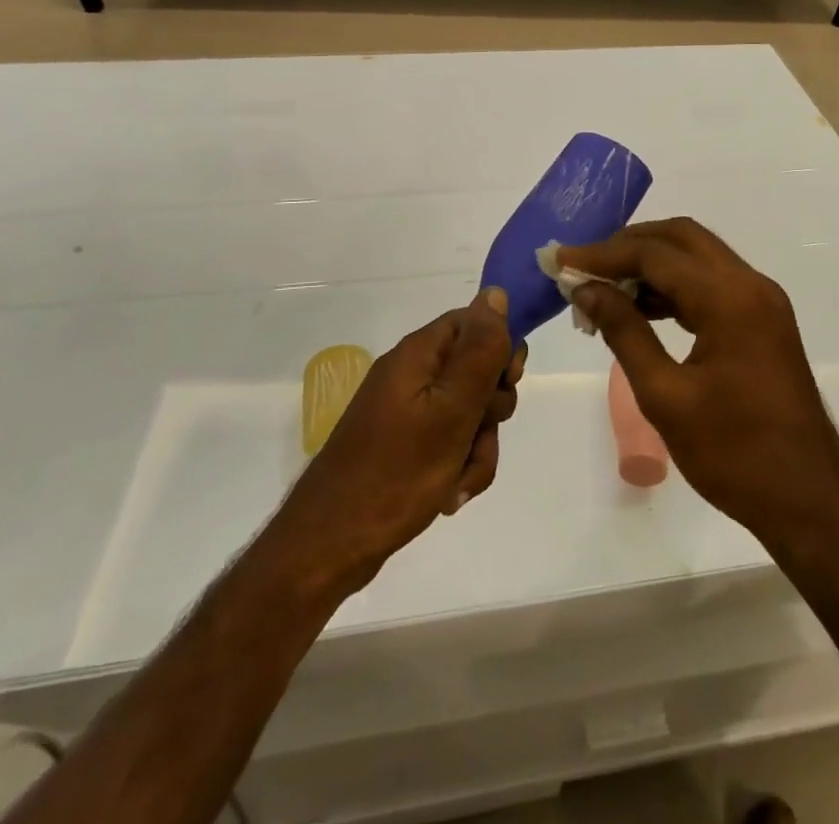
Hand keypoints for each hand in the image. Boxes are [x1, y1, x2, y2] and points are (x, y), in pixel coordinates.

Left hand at [269, 290, 523, 596]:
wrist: (330, 545)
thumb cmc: (396, 472)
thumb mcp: (452, 410)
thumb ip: (480, 352)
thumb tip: (496, 293)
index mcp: (418, 355)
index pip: (474, 323)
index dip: (499, 348)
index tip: (507, 382)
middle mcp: (411, 375)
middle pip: (476, 371)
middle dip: (491, 408)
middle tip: (479, 431)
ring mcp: (406, 412)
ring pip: (469, 414)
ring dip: (478, 446)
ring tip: (459, 480)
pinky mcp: (404, 445)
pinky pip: (450, 443)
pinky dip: (459, 466)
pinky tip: (449, 495)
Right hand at [557, 219, 838, 544]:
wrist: (810, 500)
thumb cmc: (735, 455)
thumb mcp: (665, 396)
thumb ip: (624, 332)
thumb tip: (586, 290)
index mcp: (730, 298)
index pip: (656, 254)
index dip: (603, 254)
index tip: (561, 260)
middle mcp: (750, 284)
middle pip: (681, 238)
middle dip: (629, 245)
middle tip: (584, 266)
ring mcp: (761, 300)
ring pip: (697, 257)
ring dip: (651, 263)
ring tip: (604, 288)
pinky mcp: (763, 320)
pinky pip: (711, 283)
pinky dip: (673, 286)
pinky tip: (640, 308)